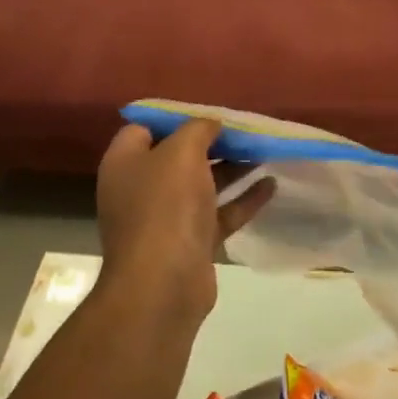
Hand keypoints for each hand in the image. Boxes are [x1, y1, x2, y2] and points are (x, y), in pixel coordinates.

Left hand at [95, 119, 275, 325]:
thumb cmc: (165, 206)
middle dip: (213, 142)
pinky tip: (271, 185)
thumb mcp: (182, 152)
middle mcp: (141, 188)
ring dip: (233, 168)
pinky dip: (243, 199)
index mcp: (126, 163)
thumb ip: (198, 129)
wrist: (163, 285)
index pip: (145, 128)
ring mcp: (166, 218)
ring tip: (265, 151)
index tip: (209, 112)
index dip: (176, 117)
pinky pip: (219, 213)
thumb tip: (211, 123)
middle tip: (246, 131)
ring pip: (203, 185)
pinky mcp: (190, 243)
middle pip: (179, 156)